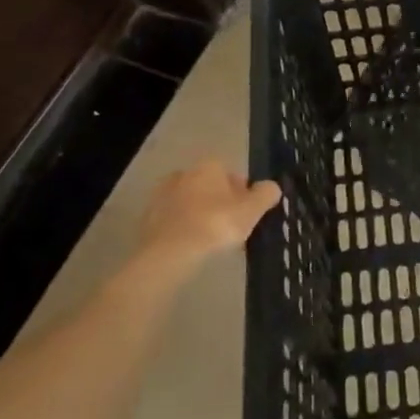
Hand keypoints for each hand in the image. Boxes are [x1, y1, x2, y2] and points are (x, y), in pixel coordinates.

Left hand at [132, 160, 281, 270]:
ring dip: (201, 217)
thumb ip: (266, 194)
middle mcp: (184, 173)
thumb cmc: (216, 224)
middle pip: (210, 188)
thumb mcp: (252, 210)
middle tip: (230, 229)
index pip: (232, 175)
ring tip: (211, 242)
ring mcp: (162, 195)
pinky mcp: (147, 218)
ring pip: (191, 204)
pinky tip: (192, 248)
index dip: (243, 195)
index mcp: (209, 166)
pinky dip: (184, 230)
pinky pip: (174, 221)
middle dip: (220, 204)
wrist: (170, 252)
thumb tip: (271, 187)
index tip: (247, 215)